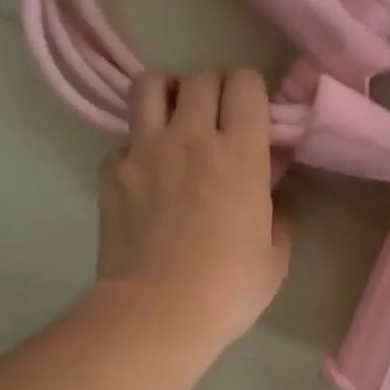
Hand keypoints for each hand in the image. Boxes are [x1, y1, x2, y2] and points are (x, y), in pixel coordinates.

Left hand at [96, 70, 291, 348]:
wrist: (157, 312)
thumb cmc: (228, 290)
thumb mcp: (274, 259)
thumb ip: (278, 217)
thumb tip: (272, 196)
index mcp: (240, 153)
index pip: (246, 83)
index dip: (252, 94)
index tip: (255, 120)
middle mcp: (191, 137)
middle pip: (200, 77)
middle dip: (214, 91)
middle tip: (218, 121)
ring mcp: (144, 150)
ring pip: (150, 85)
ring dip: (168, 95)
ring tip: (175, 122)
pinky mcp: (111, 172)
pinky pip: (123, 139)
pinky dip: (137, 147)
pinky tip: (147, 174)